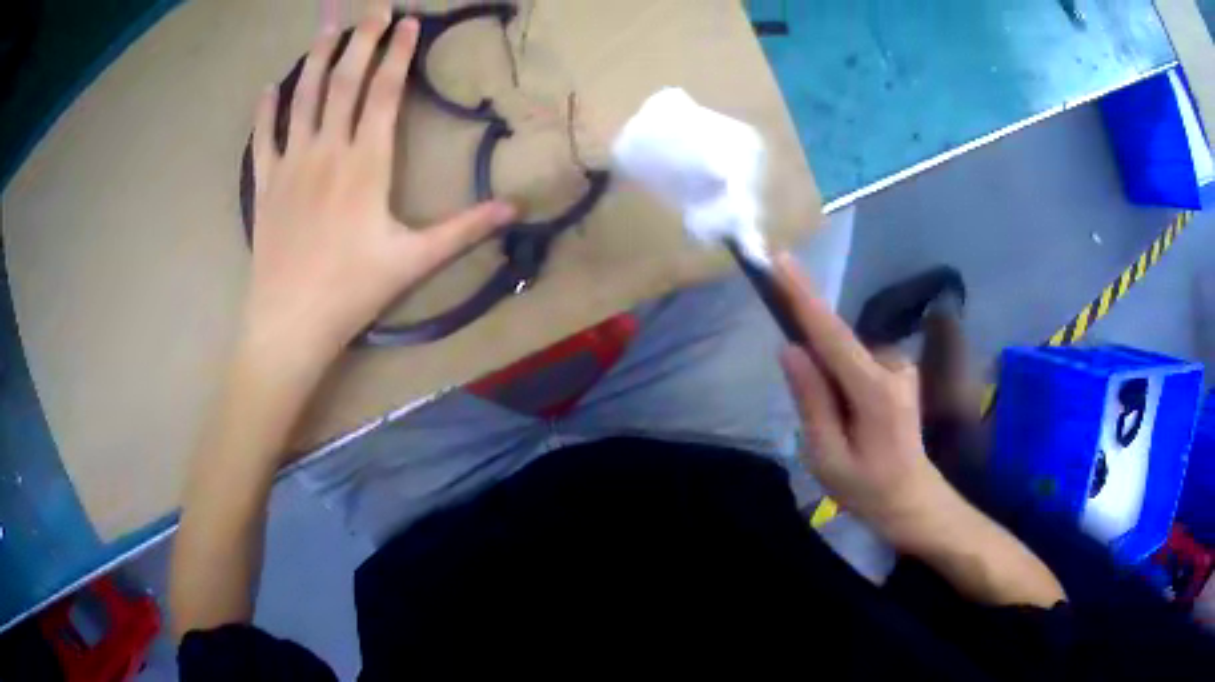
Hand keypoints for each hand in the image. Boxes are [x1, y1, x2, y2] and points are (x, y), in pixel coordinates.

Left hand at [243, 9, 516, 374]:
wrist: (290, 323)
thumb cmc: (352, 291)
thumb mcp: (414, 260)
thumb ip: (464, 229)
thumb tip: (515, 208)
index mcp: (365, 165)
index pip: (383, 94)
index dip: (397, 55)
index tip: (408, 23)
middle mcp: (326, 152)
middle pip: (343, 83)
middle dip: (361, 40)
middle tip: (372, 8)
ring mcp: (290, 165)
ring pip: (303, 99)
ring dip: (316, 59)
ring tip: (326, 27)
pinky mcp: (265, 185)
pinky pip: (263, 138)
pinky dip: (265, 110)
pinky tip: (270, 87)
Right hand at [773, 254, 956, 552]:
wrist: (913, 498)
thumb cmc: (867, 488)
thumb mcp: (827, 457)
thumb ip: (811, 400)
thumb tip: (791, 349)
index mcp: (874, 391)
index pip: (831, 334)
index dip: (803, 297)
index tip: (779, 261)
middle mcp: (892, 365)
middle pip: (837, 343)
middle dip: (812, 359)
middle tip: (815, 411)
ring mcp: (900, 365)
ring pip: (845, 354)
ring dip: (828, 376)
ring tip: (838, 429)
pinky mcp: (899, 369)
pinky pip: (856, 361)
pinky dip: (841, 378)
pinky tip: (850, 417)